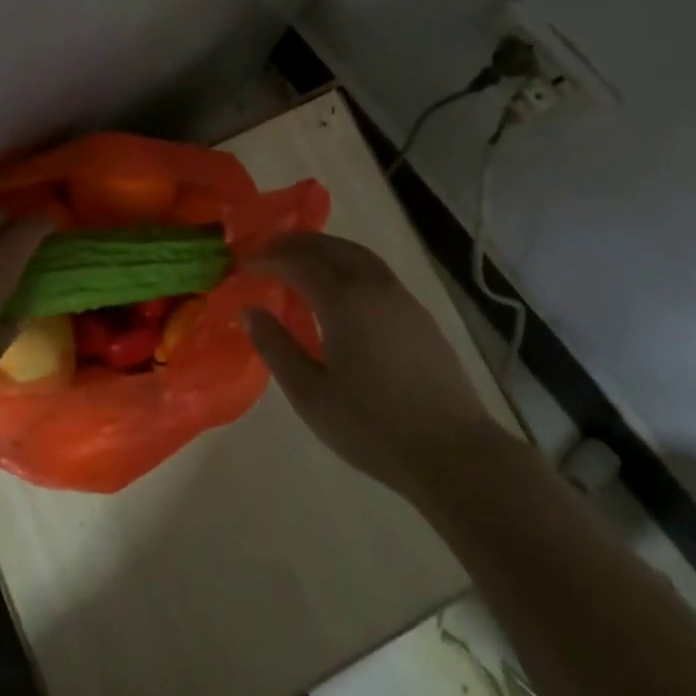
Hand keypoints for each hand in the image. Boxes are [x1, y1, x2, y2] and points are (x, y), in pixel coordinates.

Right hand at [243, 232, 503, 504]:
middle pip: (329, 247)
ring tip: (300, 258)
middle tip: (267, 250)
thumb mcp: (311, 394)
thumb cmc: (372, 426)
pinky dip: (347, 262)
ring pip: (357, 254)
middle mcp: (372, 286)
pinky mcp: (418, 314)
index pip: (297, 264)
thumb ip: (276, 347)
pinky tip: (340, 287)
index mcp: (343, 301)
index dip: (268, 260)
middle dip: (294, 243)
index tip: (244, 265)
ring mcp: (400, 297)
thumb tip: (249, 311)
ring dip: (324, 248)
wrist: (452, 451)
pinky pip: (374, 270)